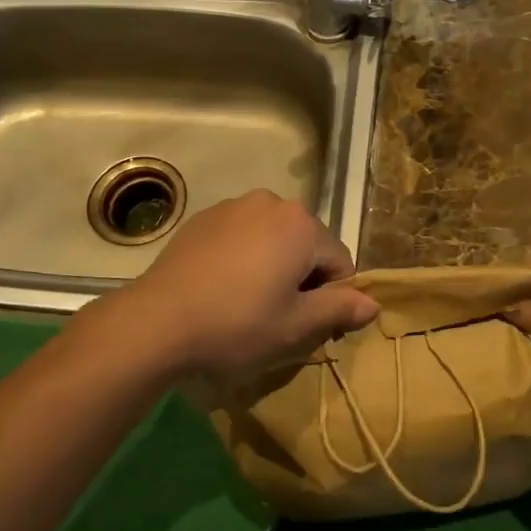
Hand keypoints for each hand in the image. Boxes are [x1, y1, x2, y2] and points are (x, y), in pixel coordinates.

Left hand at [104, 190, 378, 377]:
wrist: (157, 321)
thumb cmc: (237, 324)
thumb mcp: (296, 326)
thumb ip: (339, 309)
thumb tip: (372, 303)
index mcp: (301, 224)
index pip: (339, 262)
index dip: (333, 298)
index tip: (313, 328)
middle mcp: (270, 202)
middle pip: (306, 244)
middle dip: (302, 278)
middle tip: (279, 317)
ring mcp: (231, 207)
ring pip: (272, 239)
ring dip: (273, 266)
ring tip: (249, 303)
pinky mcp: (201, 219)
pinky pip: (241, 237)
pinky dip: (243, 258)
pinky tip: (222, 288)